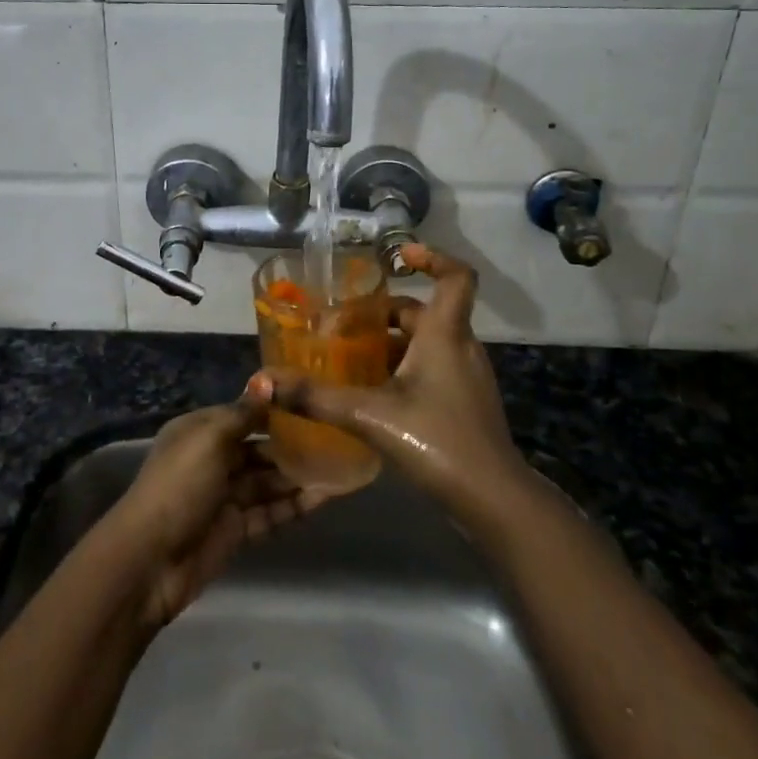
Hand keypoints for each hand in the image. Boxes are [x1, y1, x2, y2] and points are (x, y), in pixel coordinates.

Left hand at [104, 397, 328, 627]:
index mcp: (199, 431)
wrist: (150, 560)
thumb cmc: (179, 486)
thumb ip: (243, 414)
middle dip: (292, 445)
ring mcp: (224, 497)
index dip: (274, 409)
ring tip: (340, 466)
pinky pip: (270, 512)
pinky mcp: (235, 530)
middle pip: (258, 448)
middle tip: (335, 438)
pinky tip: (324, 498)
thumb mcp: (209, 440)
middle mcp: (212, 460)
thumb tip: (268, 381)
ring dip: (298, 475)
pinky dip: (294, 505)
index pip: (243, 414)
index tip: (313, 403)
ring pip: (268, 481)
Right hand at [249, 242, 525, 518]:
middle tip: (342, 326)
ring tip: (347, 359)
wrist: (494, 502)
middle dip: (382, 314)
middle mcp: (460, 348)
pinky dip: (401, 370)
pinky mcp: (464, 404)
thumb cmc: (438, 441)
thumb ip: (315, 397)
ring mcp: (465, 378)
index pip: (456, 277)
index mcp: (446, 334)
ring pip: (425, 344)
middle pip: (423, 313)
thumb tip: (263, 381)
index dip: (432, 258)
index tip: (398, 255)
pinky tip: (370, 395)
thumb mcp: (369, 415)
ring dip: (389, 344)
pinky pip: (431, 370)